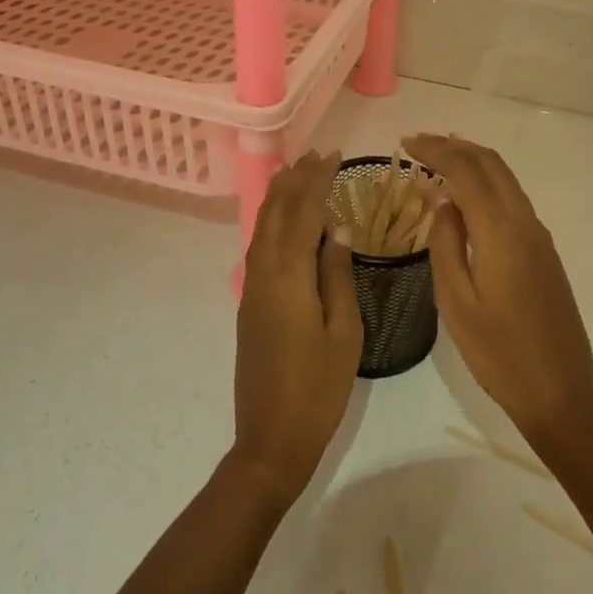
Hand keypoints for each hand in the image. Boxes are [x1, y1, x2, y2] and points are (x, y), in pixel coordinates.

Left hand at [231, 151, 362, 503]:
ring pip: (263, 227)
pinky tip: (284, 220)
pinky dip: (273, 221)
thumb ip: (337, 275)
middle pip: (277, 212)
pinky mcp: (249, 303)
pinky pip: (259, 246)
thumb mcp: (344, 331)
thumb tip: (335, 229)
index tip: (334, 156)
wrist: (270, 438)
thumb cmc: (318, 388)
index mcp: (289, 276)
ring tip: (297, 172)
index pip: (303, 212)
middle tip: (317, 154)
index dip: (318, 180)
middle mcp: (263, 272)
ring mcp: (251, 288)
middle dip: (296, 180)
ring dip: (280, 196)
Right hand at [403, 135, 592, 441]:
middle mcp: (525, 222)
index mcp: (501, 231)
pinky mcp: (544, 252)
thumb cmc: (499, 352)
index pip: (467, 170)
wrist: (561, 391)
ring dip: (472, 162)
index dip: (436, 150)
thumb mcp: (456, 302)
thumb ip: (445, 244)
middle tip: (418, 144)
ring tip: (437, 160)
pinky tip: (465, 198)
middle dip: (454, 146)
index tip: (405, 142)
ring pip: (505, 179)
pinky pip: (512, 199)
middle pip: (491, 164)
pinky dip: (486, 184)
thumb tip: (444, 202)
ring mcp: (539, 236)